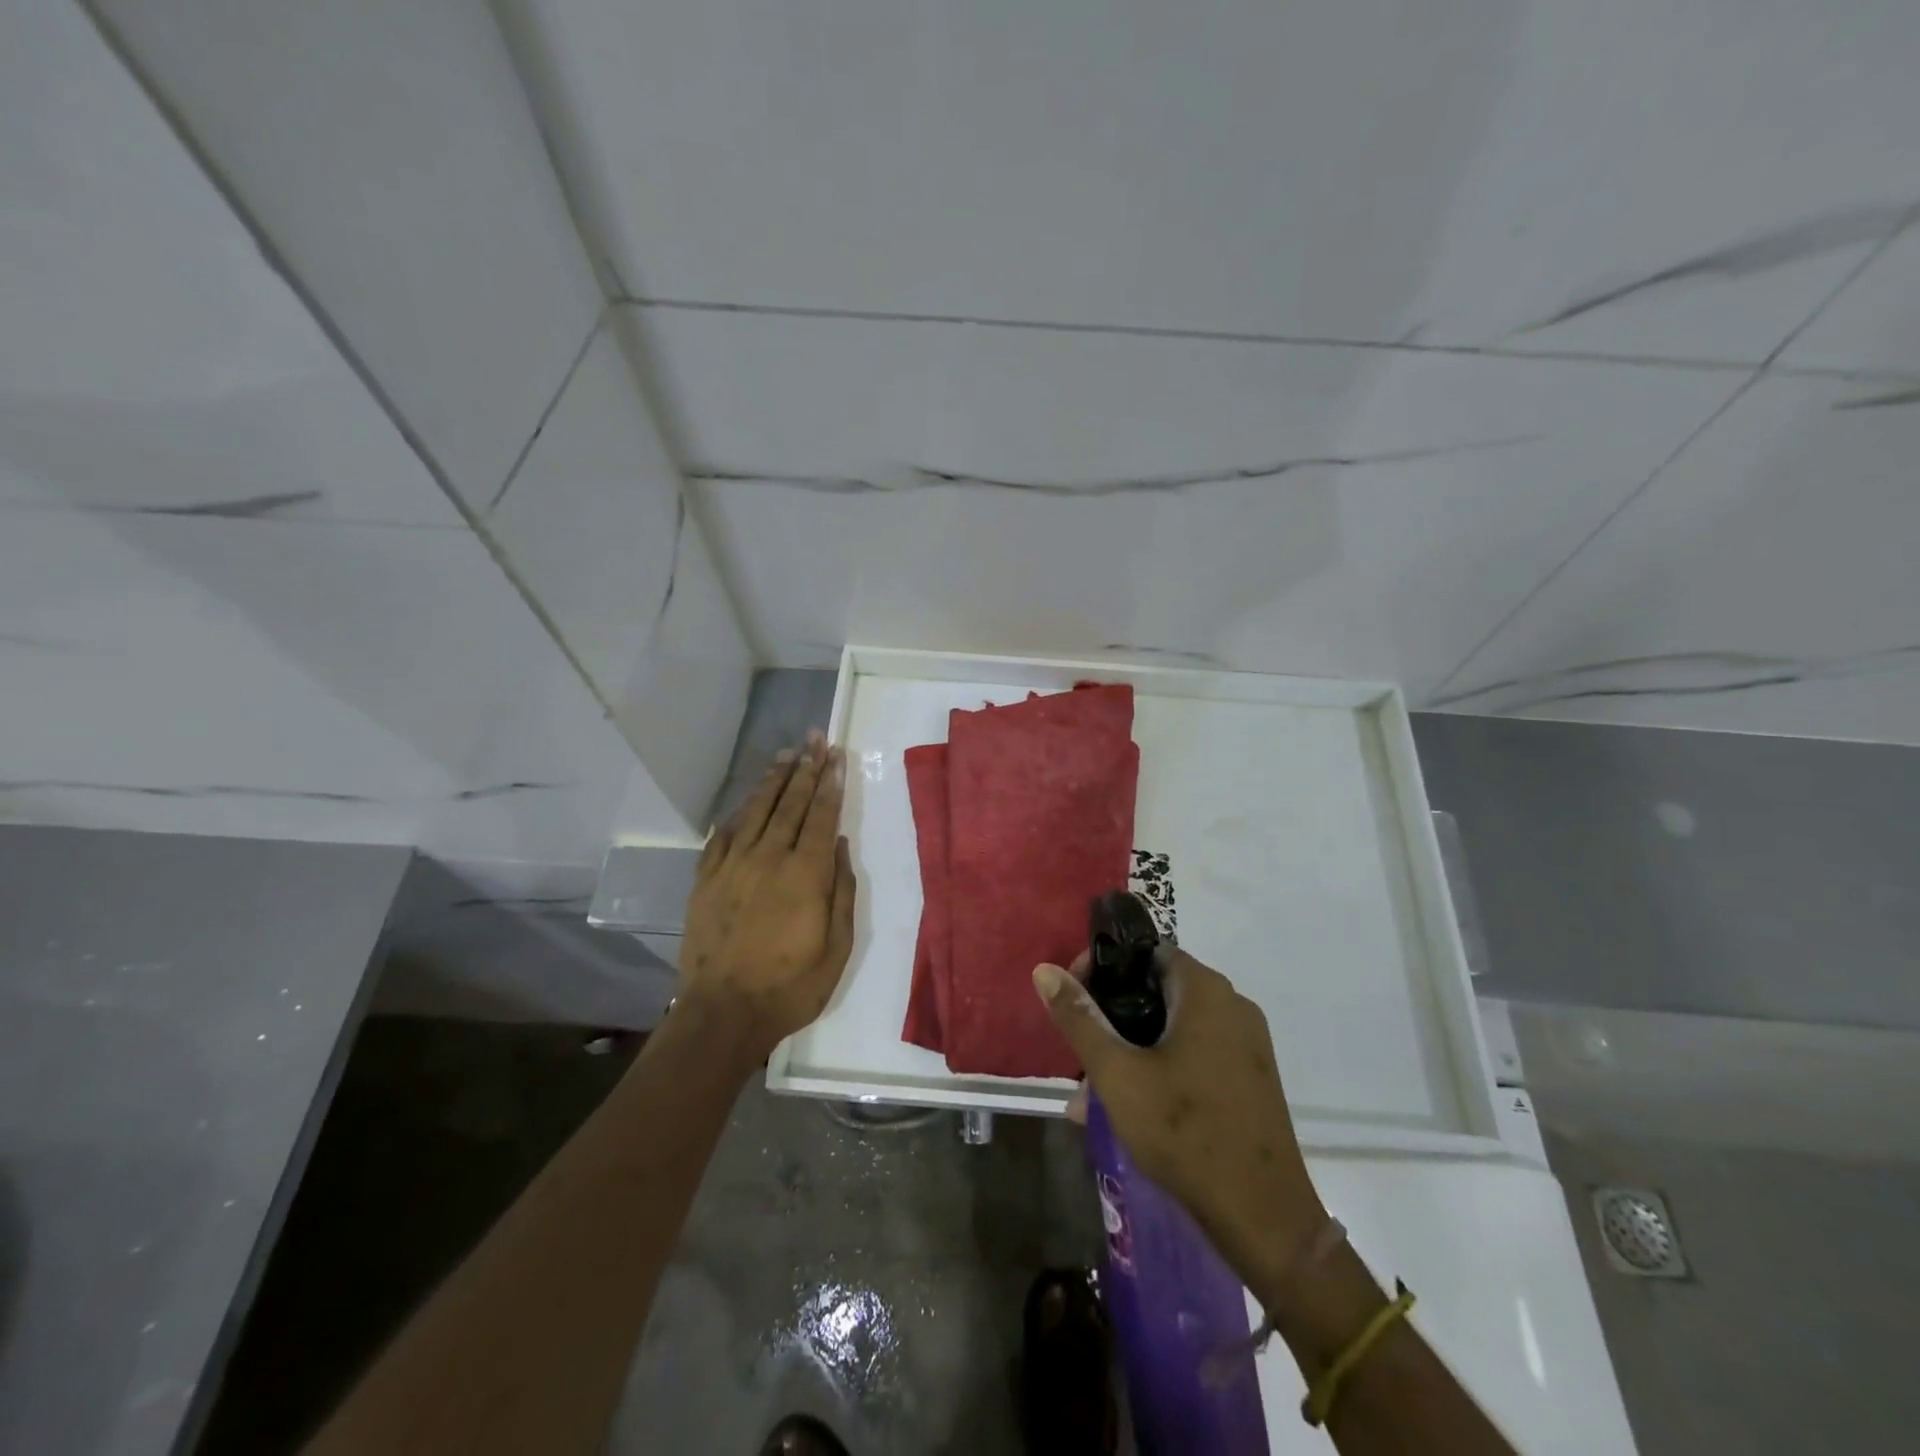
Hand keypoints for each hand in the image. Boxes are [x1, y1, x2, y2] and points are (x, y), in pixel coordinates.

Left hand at [679, 732, 856, 1062]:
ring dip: (774, 780)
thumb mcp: (837, 947)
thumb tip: (839, 845)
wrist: (724, 1013)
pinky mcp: (707, 879)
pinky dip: (738, 813)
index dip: (829, 783)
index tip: (836, 756)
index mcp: (805, 874)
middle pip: (790, 803)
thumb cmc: (791, 986)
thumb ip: (841, 891)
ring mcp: (733, 866)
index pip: (821, 816)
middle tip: (815, 739)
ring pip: (757, 811)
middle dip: (806, 768)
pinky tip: (747, 801)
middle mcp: (769, 858)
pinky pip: (723, 835)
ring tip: (787, 754)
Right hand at [1033, 949, 1326, 1298]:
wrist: (1264, 1218)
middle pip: (1157, 991)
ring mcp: (1247, 1044)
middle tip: (1080, 1053)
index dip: (1103, 969)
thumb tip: (1045, 970)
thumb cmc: (1184, 1132)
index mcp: (1205, 991)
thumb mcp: (1118, 1073)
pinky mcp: (1251, 1078)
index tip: (1074, 1000)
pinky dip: (1160, 1067)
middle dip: (1112, 1018)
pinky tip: (1130, 1109)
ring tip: (1091, 1095)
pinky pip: (1195, 1054)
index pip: (1145, 952)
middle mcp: (1232, 1005)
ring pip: (1173, 1028)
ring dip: (1131, 1050)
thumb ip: (1079, 1018)